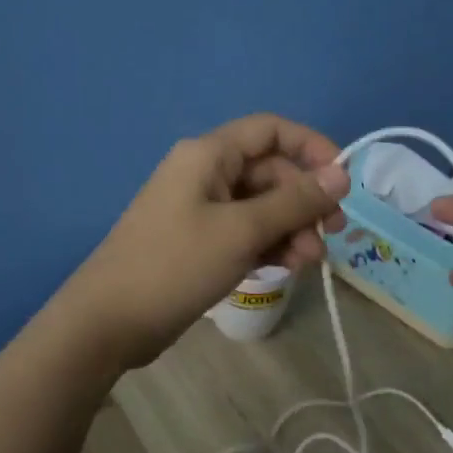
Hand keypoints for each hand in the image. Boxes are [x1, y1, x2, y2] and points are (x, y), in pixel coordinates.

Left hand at [58, 114, 350, 370]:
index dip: (311, 147)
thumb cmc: (175, 264)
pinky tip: (286, 267)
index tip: (342, 180)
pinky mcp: (200, 242)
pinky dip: (269, 244)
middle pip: (270, 171)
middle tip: (332, 234)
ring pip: (261, 206)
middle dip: (304, 201)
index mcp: (208, 155)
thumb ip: (294, 201)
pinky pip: (245, 231)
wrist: (109, 321)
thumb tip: (342, 174)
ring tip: (308, 261)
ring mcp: (201, 209)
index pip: (270, 130)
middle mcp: (206, 173)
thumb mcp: (242, 231)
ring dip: (291, 228)